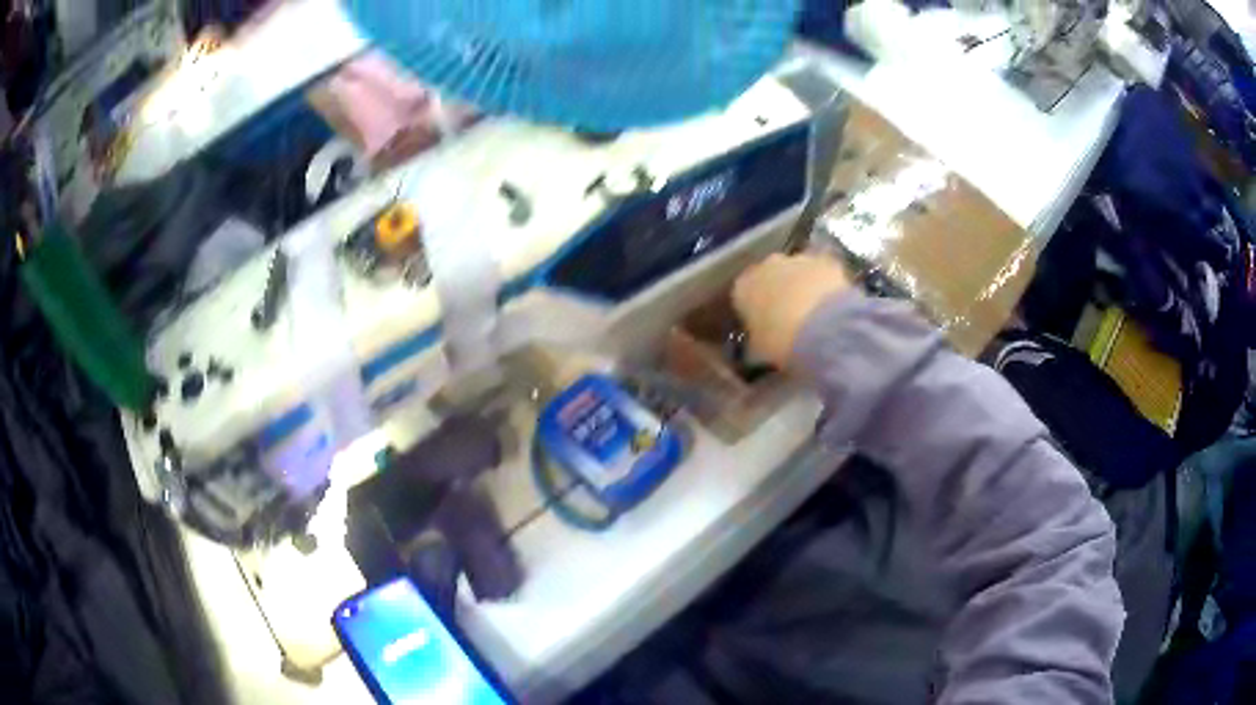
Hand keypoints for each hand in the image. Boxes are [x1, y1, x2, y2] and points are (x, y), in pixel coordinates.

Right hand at [731, 253, 852, 368]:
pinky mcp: (825, 261)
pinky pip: (822, 272)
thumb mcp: (759, 348)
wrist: (824, 330)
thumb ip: (757, 337)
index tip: (763, 324)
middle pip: (770, 275)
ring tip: (814, 311)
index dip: (754, 309)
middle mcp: (766, 266)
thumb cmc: (782, 342)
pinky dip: (825, 284)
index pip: (743, 295)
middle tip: (789, 316)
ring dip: (802, 285)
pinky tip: (832, 304)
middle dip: (778, 291)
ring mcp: (797, 260)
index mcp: (743, 287)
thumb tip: (761, 338)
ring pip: (796, 270)